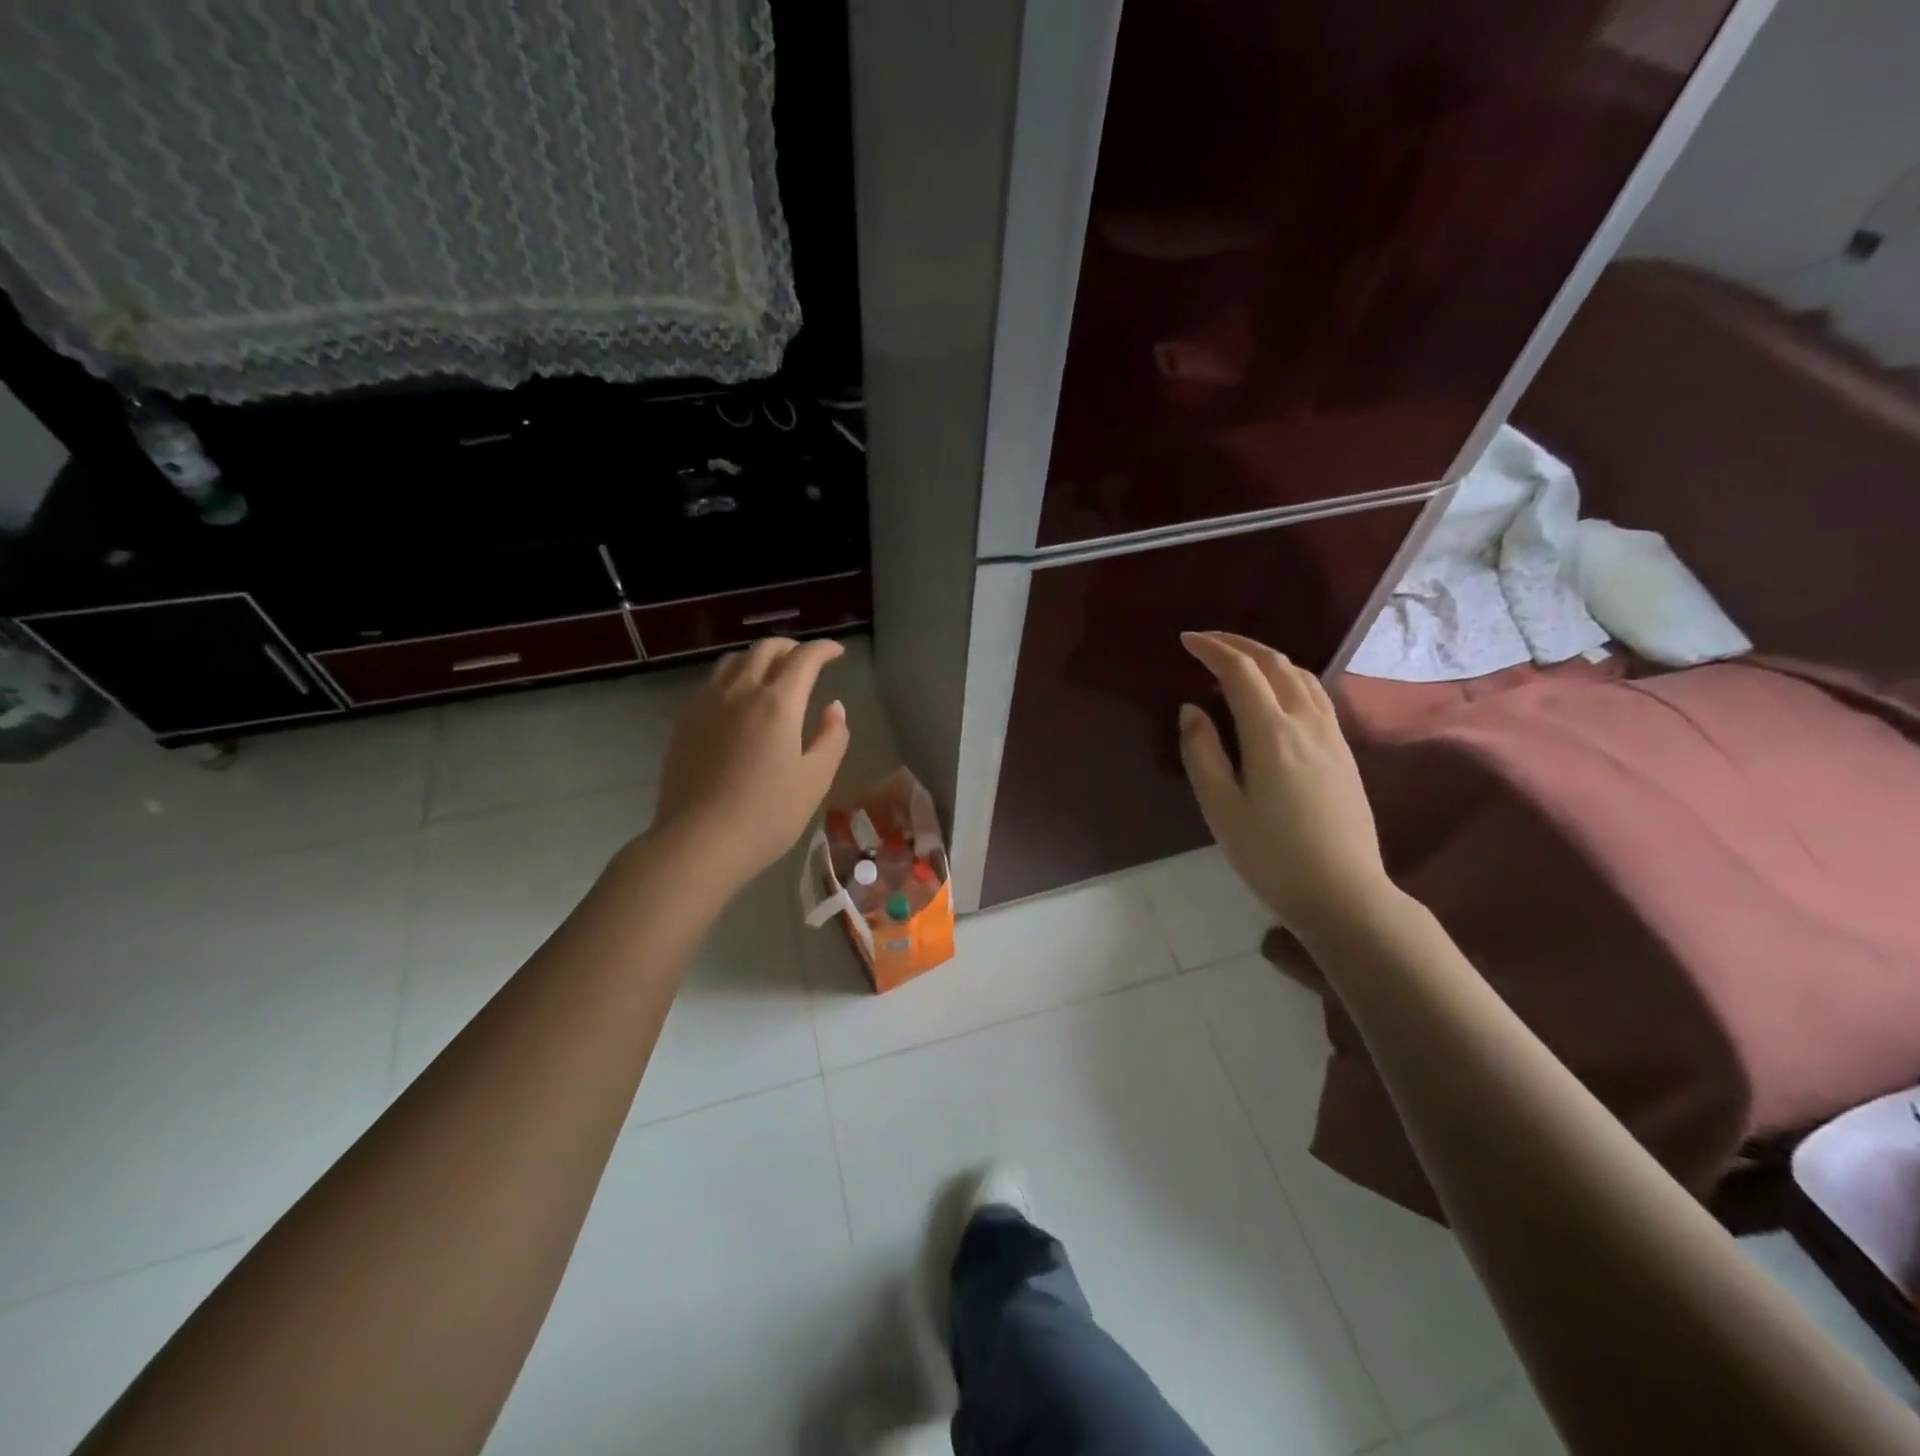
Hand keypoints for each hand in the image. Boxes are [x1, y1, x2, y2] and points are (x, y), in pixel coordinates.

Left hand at [650, 637, 850, 887]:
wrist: (698, 842)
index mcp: (778, 703)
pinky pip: (712, 682)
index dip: (824, 649)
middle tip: (807, 661)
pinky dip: (734, 676)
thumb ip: (832, 738)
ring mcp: (707, 703)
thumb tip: (834, 708)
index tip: (837, 652)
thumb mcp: (815, 780)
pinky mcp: (685, 721)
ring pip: (735, 660)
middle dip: (792, 647)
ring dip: (759, 657)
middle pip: (766, 649)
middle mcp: (741, 691)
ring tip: (772, 674)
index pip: (804, 658)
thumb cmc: (767, 815)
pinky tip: (738, 700)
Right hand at [1177, 631, 1395, 936]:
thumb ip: (1201, 752)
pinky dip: (1288, 677)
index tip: (1186, 641)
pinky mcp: (1344, 751)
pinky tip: (1276, 693)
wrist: (1344, 893)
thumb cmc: (1271, 855)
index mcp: (1271, 733)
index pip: (1240, 671)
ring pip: (1300, 675)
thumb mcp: (1221, 808)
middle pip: (1274, 663)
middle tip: (1206, 642)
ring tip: (1238, 662)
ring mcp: (1331, 735)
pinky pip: (1315, 694)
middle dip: (1239, 644)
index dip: (1212, 649)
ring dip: (1266, 658)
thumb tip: (1191, 709)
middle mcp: (1306, 722)